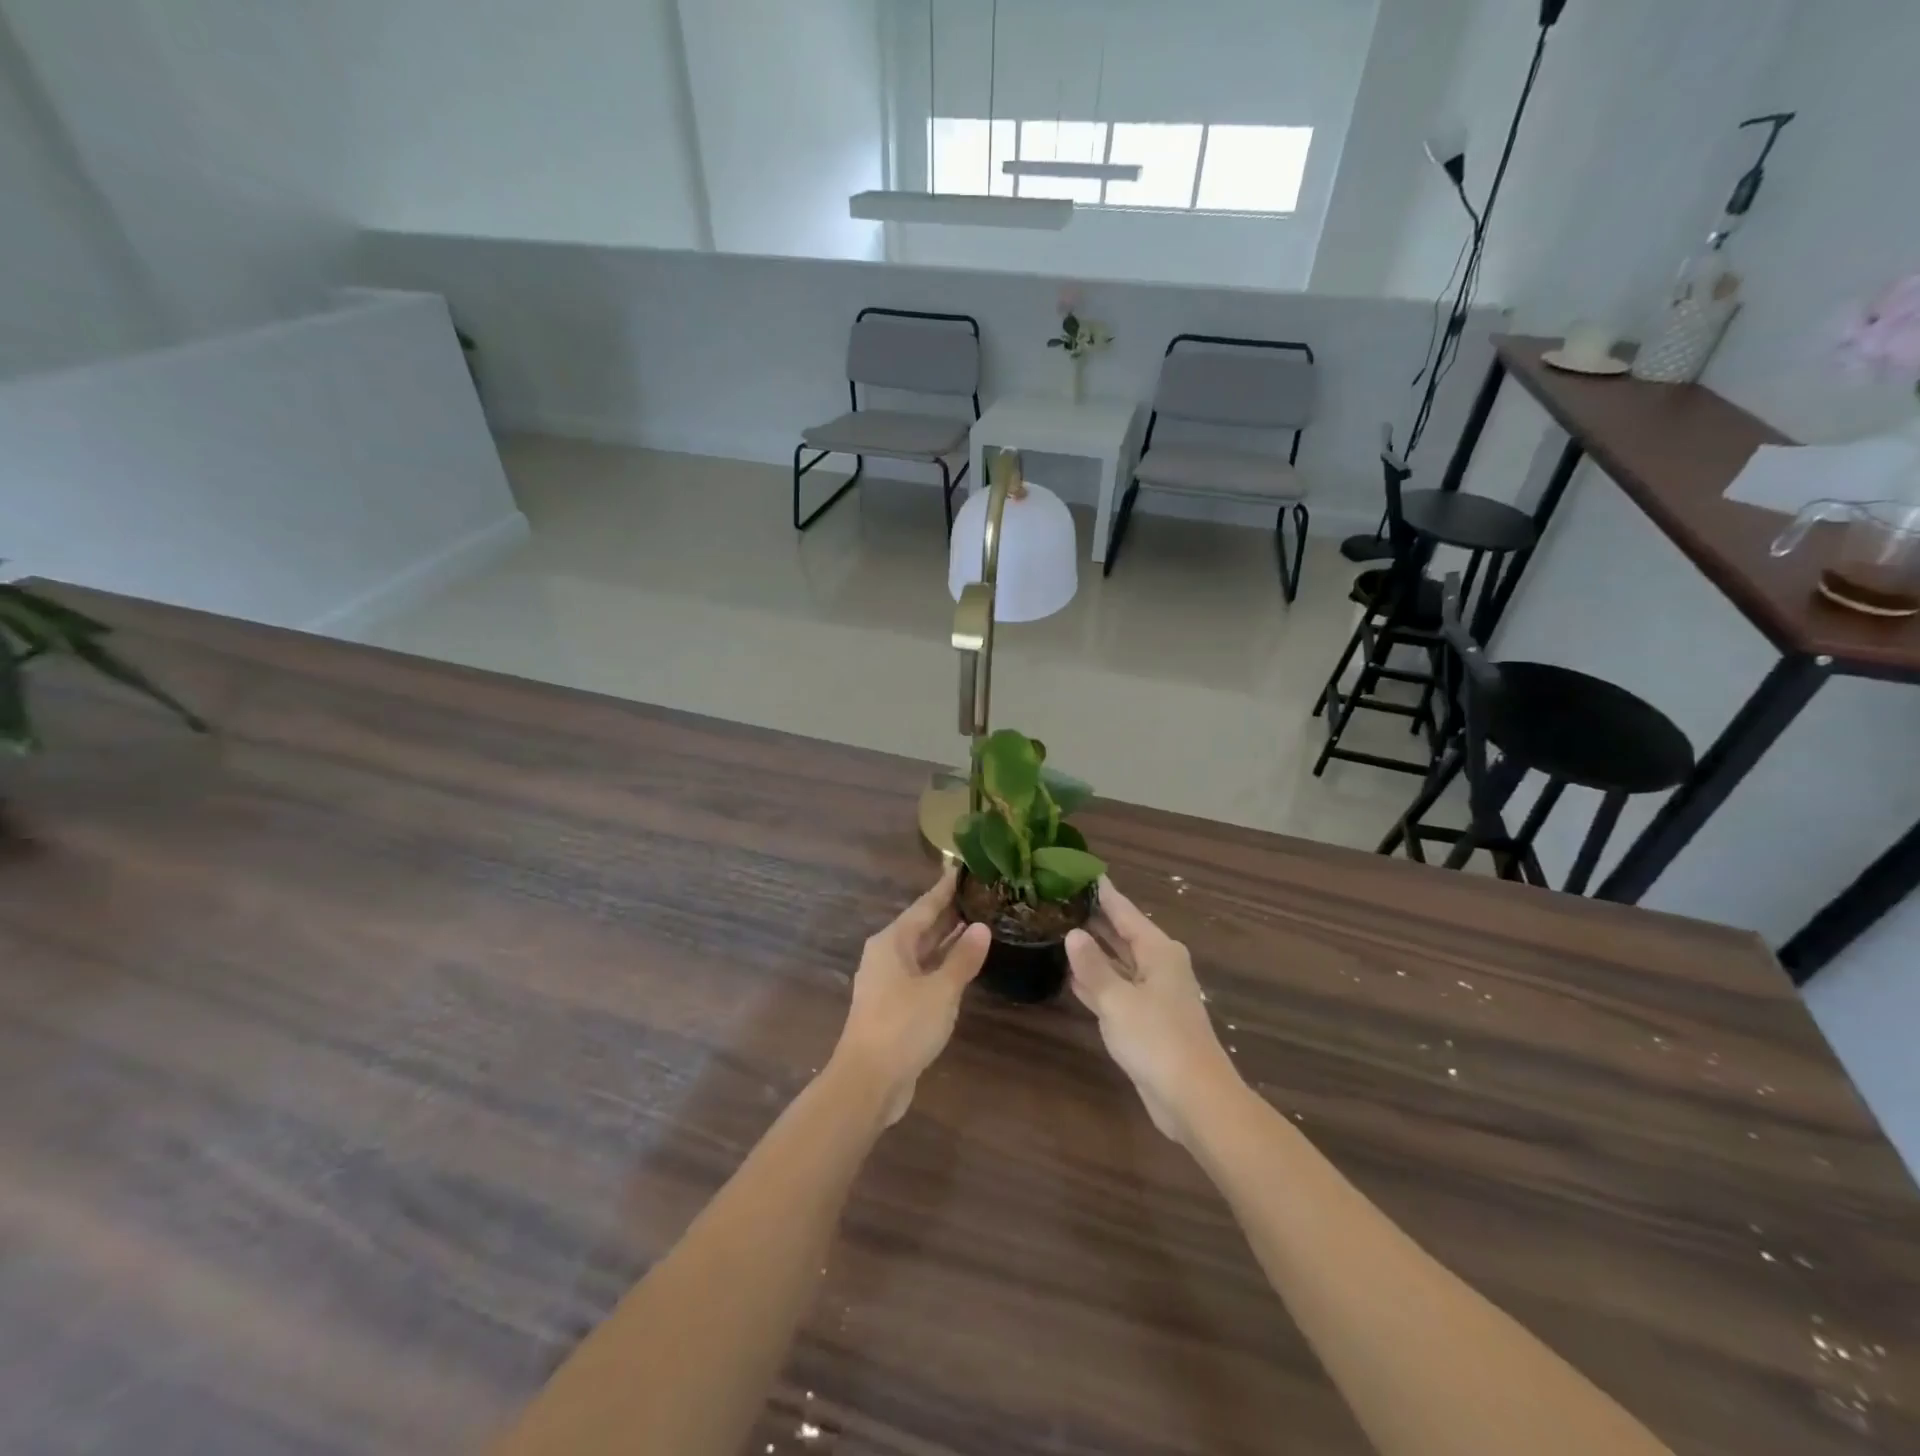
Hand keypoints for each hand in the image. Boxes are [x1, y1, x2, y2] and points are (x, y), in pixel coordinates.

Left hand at [833, 866, 990, 1125]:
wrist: (868, 1081)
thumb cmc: (903, 1026)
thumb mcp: (940, 990)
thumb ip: (963, 958)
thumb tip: (982, 927)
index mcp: (892, 942)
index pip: (924, 906)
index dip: (945, 888)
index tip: (962, 867)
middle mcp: (887, 956)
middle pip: (922, 927)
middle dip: (949, 912)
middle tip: (981, 893)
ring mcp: (889, 982)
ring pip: (923, 952)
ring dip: (948, 940)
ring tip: (980, 922)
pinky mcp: (894, 1006)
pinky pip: (923, 973)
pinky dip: (943, 965)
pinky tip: (964, 966)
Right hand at [1066, 877, 1241, 1144]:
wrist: (1194, 1099)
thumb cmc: (1157, 1039)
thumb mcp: (1117, 1000)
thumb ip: (1092, 966)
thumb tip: (1073, 933)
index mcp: (1158, 951)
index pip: (1125, 912)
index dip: (1104, 893)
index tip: (1082, 872)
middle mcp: (1159, 966)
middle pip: (1123, 935)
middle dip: (1095, 921)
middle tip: (1061, 900)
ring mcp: (1154, 995)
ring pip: (1119, 963)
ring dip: (1094, 952)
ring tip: (1059, 931)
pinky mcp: (1147, 1021)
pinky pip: (1117, 990)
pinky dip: (1097, 982)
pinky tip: (1071, 977)